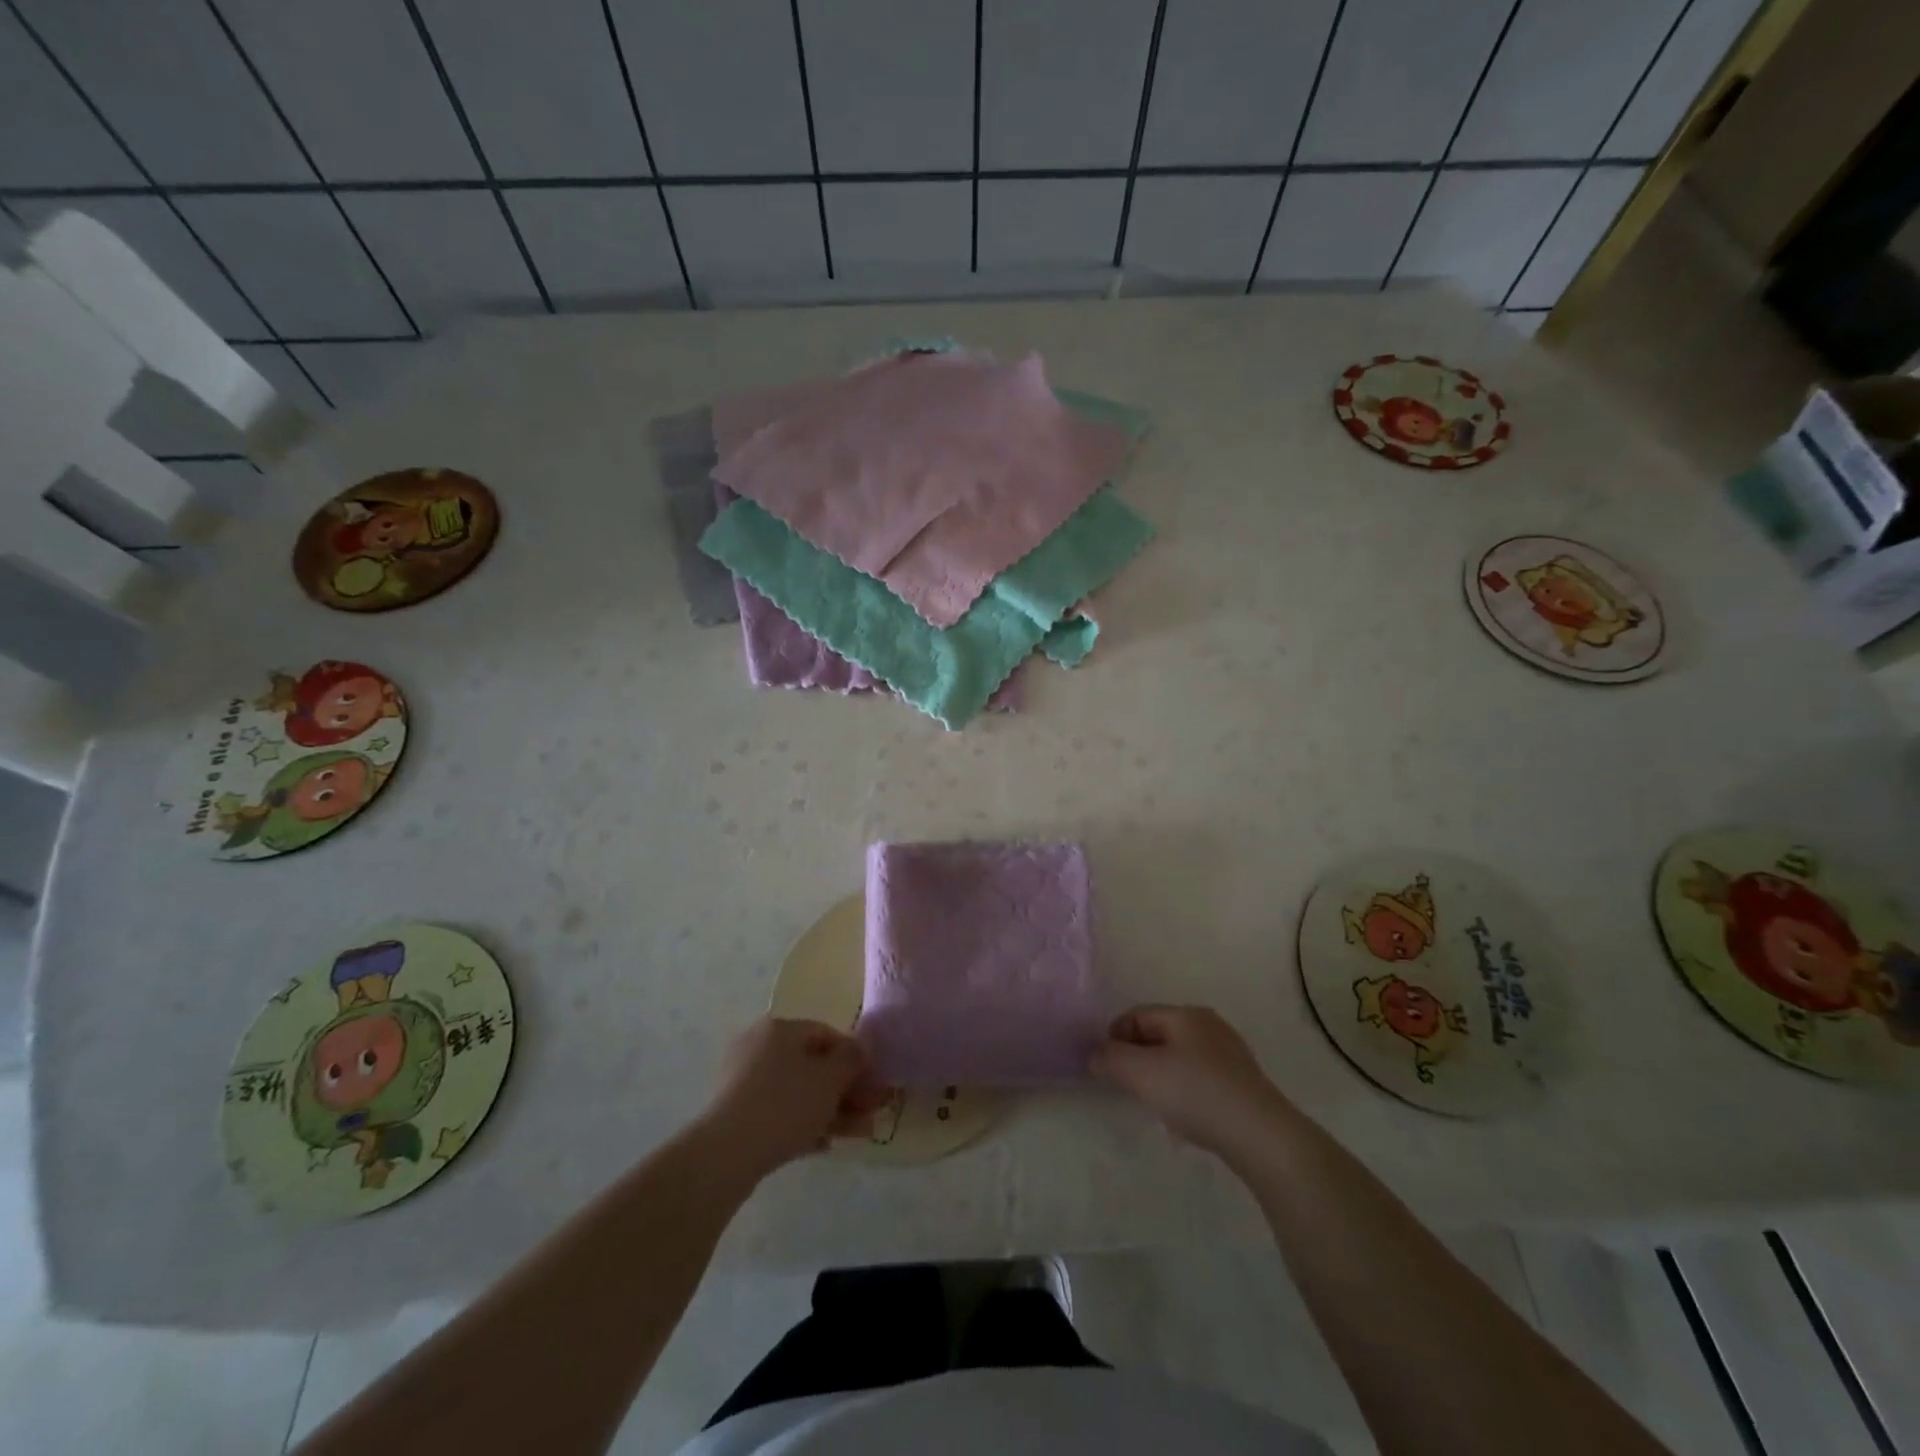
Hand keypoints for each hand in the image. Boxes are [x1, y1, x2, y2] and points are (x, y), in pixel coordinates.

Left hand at [701, 1018, 893, 1178]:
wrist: (726, 1154)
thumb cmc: (785, 1105)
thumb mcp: (830, 1078)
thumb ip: (852, 1059)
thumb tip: (860, 1048)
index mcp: (780, 1028)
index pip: (827, 1034)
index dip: (855, 1058)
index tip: (873, 1085)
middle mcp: (759, 1046)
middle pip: (813, 1065)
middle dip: (845, 1090)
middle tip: (869, 1114)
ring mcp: (744, 1079)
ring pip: (798, 1091)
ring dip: (830, 1109)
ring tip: (856, 1134)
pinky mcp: (736, 1112)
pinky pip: (779, 1111)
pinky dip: (804, 1123)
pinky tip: (824, 1145)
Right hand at [1090, 1005, 1287, 1159]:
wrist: (1261, 1136)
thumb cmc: (1196, 1094)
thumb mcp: (1141, 1073)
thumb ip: (1109, 1059)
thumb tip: (1095, 1054)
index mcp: (1185, 1014)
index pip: (1136, 1014)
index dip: (1114, 1037)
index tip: (1105, 1068)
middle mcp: (1209, 1025)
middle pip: (1158, 1034)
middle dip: (1136, 1058)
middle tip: (1126, 1086)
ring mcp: (1230, 1054)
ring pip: (1179, 1058)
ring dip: (1159, 1076)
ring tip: (1154, 1105)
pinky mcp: (1243, 1083)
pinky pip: (1199, 1079)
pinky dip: (1184, 1091)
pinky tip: (1184, 1118)